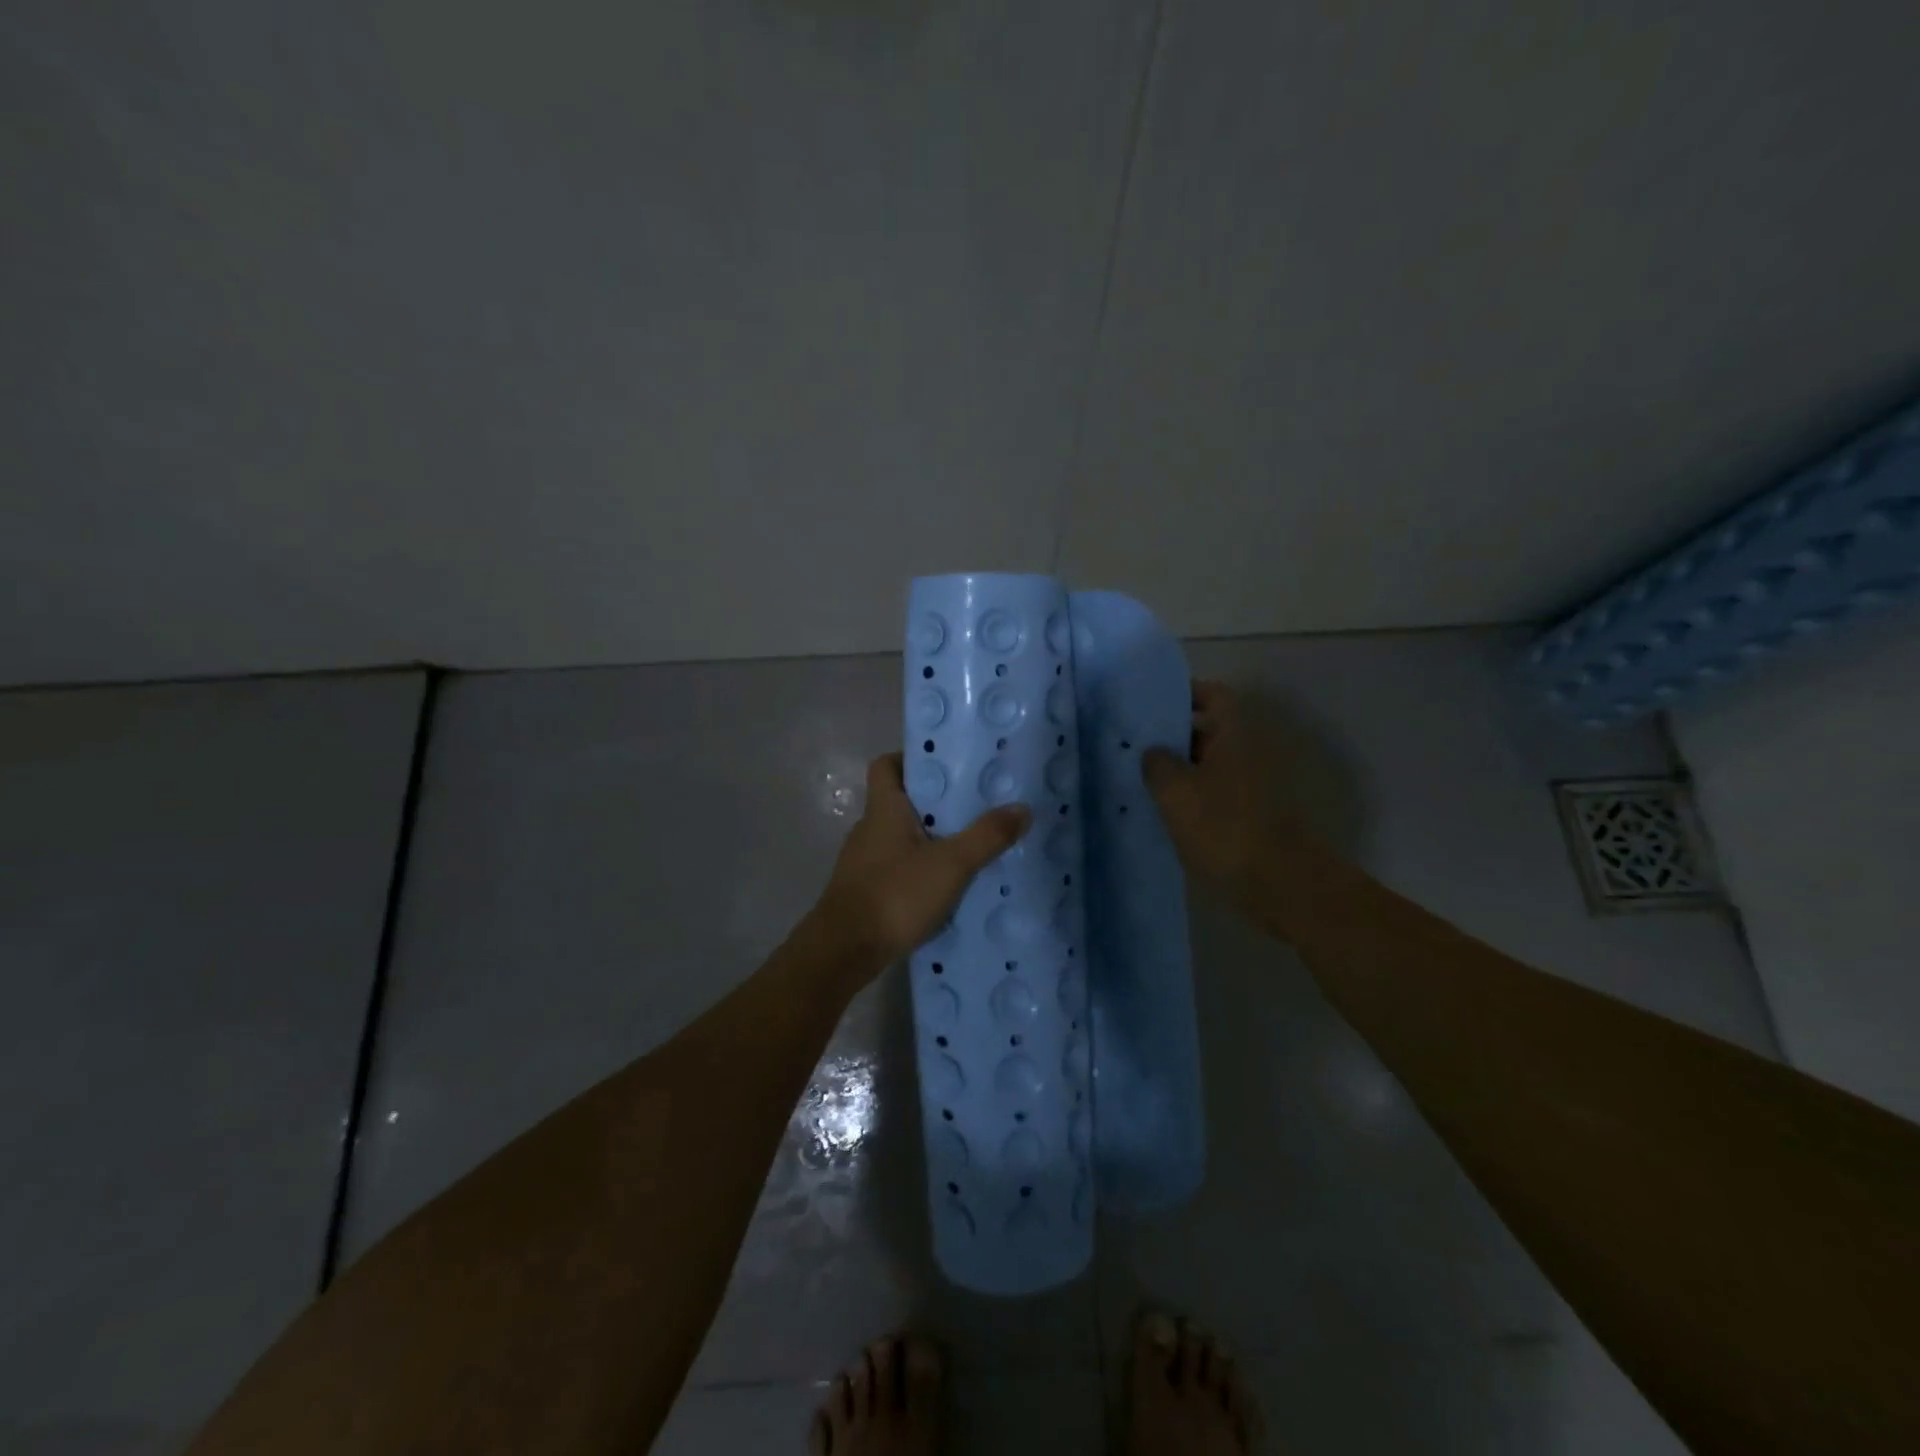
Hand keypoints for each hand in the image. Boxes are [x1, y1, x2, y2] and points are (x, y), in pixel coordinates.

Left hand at [812, 753, 1031, 977]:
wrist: (844, 952)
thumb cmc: (894, 895)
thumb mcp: (951, 864)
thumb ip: (986, 836)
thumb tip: (1023, 807)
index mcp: (883, 809)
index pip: (886, 765)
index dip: (911, 758)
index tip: (946, 766)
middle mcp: (869, 829)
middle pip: (899, 800)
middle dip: (934, 802)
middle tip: (973, 805)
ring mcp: (863, 862)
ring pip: (899, 836)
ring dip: (928, 837)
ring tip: (967, 845)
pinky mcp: (865, 890)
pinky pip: (897, 867)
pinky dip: (919, 868)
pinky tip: (945, 885)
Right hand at [1141, 680, 1297, 892]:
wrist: (1279, 883)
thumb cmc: (1224, 826)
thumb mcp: (1176, 791)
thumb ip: (1157, 763)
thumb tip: (1153, 753)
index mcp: (1236, 734)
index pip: (1213, 695)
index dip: (1185, 693)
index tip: (1152, 703)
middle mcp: (1250, 752)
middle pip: (1210, 731)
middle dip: (1174, 735)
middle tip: (1136, 743)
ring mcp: (1255, 785)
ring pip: (1211, 765)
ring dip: (1181, 769)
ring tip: (1141, 777)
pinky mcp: (1252, 815)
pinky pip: (1216, 793)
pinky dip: (1193, 796)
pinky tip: (1164, 810)